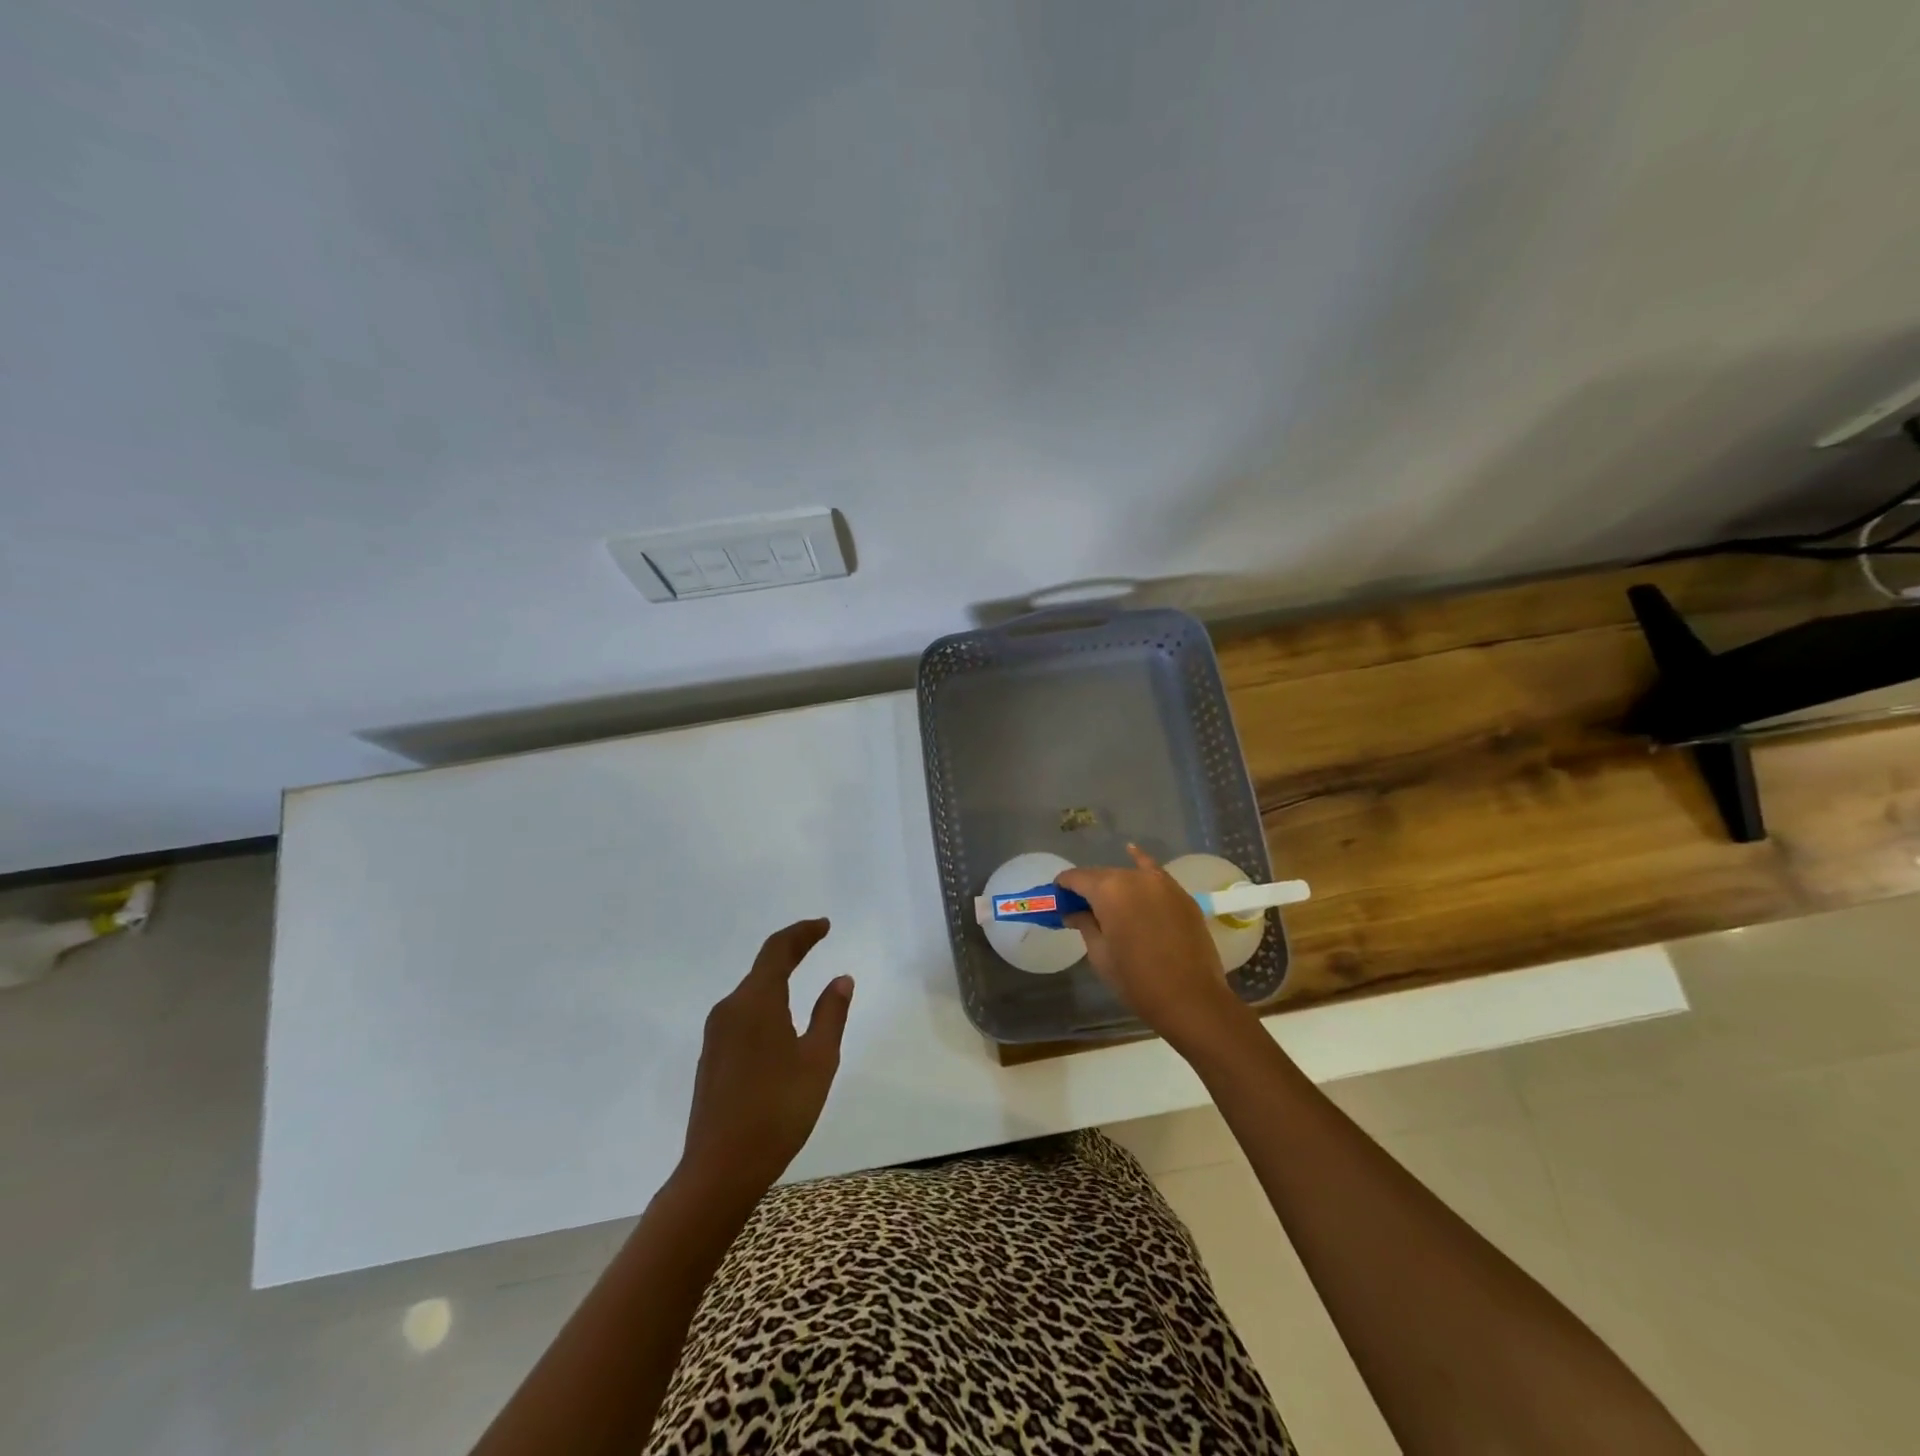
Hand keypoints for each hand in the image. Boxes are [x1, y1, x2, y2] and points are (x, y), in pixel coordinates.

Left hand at [680, 919, 852, 1197]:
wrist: (719, 1170)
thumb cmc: (778, 1110)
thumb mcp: (818, 1060)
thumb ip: (830, 1014)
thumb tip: (841, 978)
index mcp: (757, 1002)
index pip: (778, 949)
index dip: (802, 932)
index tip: (825, 925)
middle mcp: (730, 1009)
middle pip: (763, 967)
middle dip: (791, 952)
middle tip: (818, 942)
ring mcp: (716, 1035)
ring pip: (751, 992)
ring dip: (777, 978)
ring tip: (803, 978)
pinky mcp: (712, 1057)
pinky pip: (742, 1015)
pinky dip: (766, 1004)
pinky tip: (780, 1022)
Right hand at [1058, 846, 1254, 1053]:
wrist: (1191, 999)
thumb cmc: (1137, 981)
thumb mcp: (1100, 954)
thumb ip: (1085, 925)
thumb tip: (1074, 912)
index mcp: (1108, 891)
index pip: (1077, 878)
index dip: (1063, 887)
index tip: (1057, 899)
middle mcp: (1134, 878)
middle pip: (1102, 875)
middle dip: (1088, 888)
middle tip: (1080, 908)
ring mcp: (1162, 884)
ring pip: (1128, 876)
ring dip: (1114, 886)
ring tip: (1108, 902)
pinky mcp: (1181, 895)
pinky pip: (1155, 873)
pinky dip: (1142, 863)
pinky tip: (1132, 851)